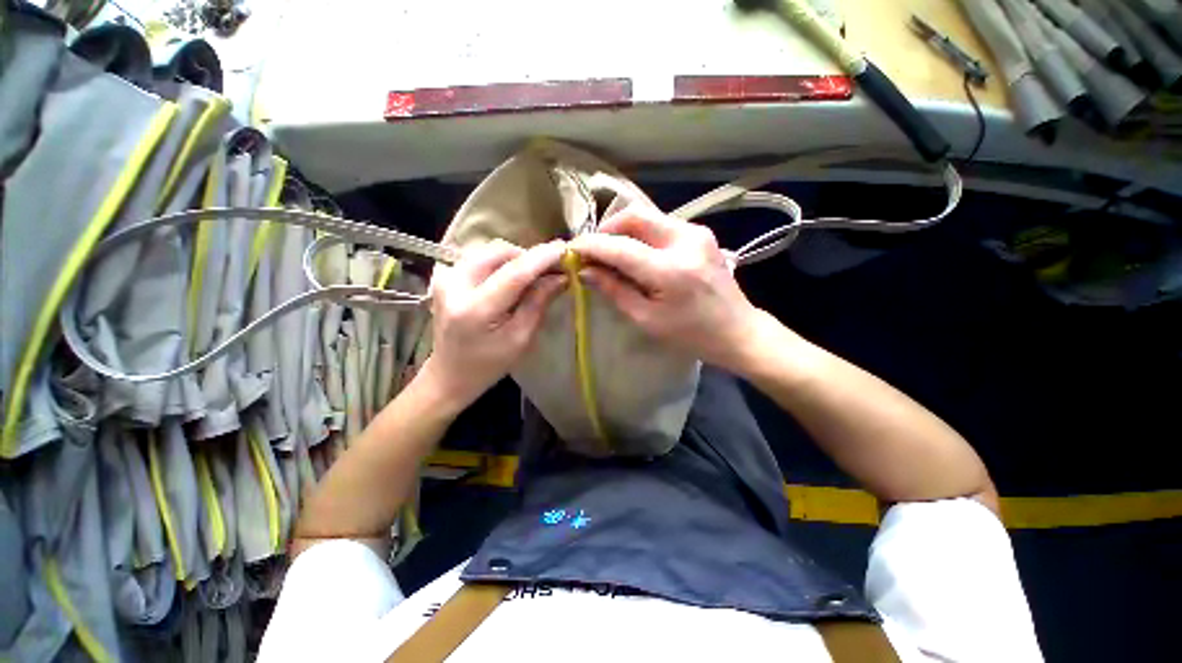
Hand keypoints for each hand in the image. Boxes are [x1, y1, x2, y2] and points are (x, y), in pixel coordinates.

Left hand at [418, 239, 566, 410]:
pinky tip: (508, 279)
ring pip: (488, 250)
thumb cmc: (489, 364)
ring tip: (531, 276)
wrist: (449, 374)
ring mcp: (445, 277)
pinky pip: (478, 257)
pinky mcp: (444, 276)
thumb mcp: (520, 339)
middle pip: (499, 252)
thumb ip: (538, 303)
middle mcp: (454, 285)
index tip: (564, 248)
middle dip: (527, 256)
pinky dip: (499, 262)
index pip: (514, 273)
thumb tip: (560, 277)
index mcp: (475, 309)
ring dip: (514, 258)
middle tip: (548, 270)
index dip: (541, 258)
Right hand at [570, 207, 763, 371]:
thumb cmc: (691, 334)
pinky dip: (641, 233)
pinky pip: (661, 224)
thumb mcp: (647, 319)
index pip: (620, 247)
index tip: (572, 249)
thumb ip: (615, 290)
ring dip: (624, 230)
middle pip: (634, 215)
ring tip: (612, 253)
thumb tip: (585, 271)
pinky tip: (636, 253)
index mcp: (670, 271)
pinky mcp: (701, 233)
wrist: (737, 330)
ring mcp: (696, 232)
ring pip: (647, 216)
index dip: (592, 245)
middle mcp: (685, 241)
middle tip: (594, 250)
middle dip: (607, 229)